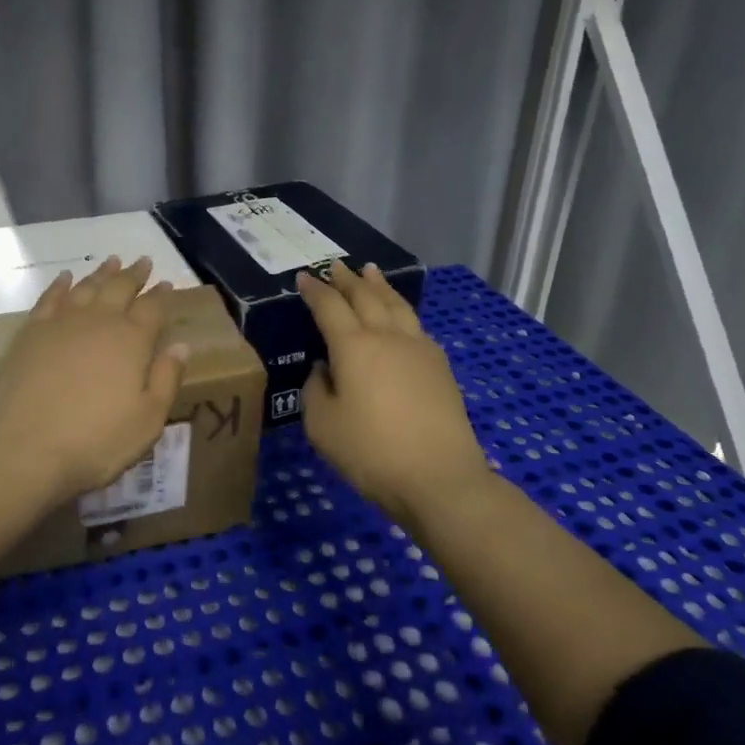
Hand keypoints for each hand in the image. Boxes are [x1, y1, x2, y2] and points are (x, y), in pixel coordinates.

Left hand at [0, 256, 188, 506]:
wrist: (24, 448)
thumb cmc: (95, 441)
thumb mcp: (147, 421)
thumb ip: (166, 379)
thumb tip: (182, 345)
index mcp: (132, 341)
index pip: (152, 308)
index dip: (161, 295)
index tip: (167, 284)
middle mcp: (99, 322)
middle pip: (120, 288)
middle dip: (134, 274)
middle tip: (143, 261)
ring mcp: (62, 323)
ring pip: (87, 287)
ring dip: (102, 273)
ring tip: (112, 261)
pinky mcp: (31, 332)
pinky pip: (50, 297)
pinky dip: (60, 284)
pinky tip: (65, 278)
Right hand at [297, 260, 484, 523]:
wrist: (440, 478)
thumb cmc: (372, 452)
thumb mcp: (322, 426)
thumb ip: (315, 390)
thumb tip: (325, 369)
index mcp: (353, 347)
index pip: (329, 307)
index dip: (314, 290)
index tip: (304, 276)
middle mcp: (386, 337)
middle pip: (365, 297)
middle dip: (347, 279)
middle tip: (335, 265)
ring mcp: (418, 349)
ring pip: (396, 305)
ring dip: (379, 286)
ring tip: (370, 272)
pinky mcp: (439, 367)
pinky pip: (415, 325)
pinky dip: (400, 310)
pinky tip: (400, 316)